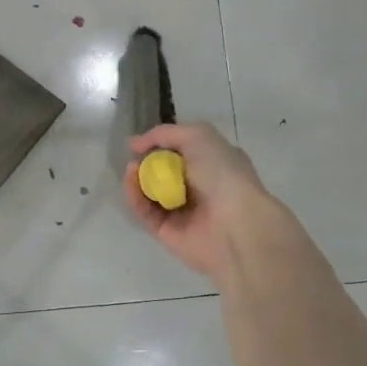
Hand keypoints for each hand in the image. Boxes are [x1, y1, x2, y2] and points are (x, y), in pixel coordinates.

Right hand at [123, 123, 281, 282]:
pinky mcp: (166, 231)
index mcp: (212, 164)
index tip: (141, 142)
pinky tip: (131, 183)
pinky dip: (135, 197)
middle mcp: (197, 187)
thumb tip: (135, 144)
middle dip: (146, 162)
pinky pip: (144, 212)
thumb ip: (165, 134)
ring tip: (131, 169)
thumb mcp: (198, 136)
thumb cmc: (223, 174)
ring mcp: (181, 211)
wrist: (235, 224)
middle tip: (135, 157)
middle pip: (161, 172)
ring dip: (137, 179)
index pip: (180, 151)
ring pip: (149, 192)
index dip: (160, 144)